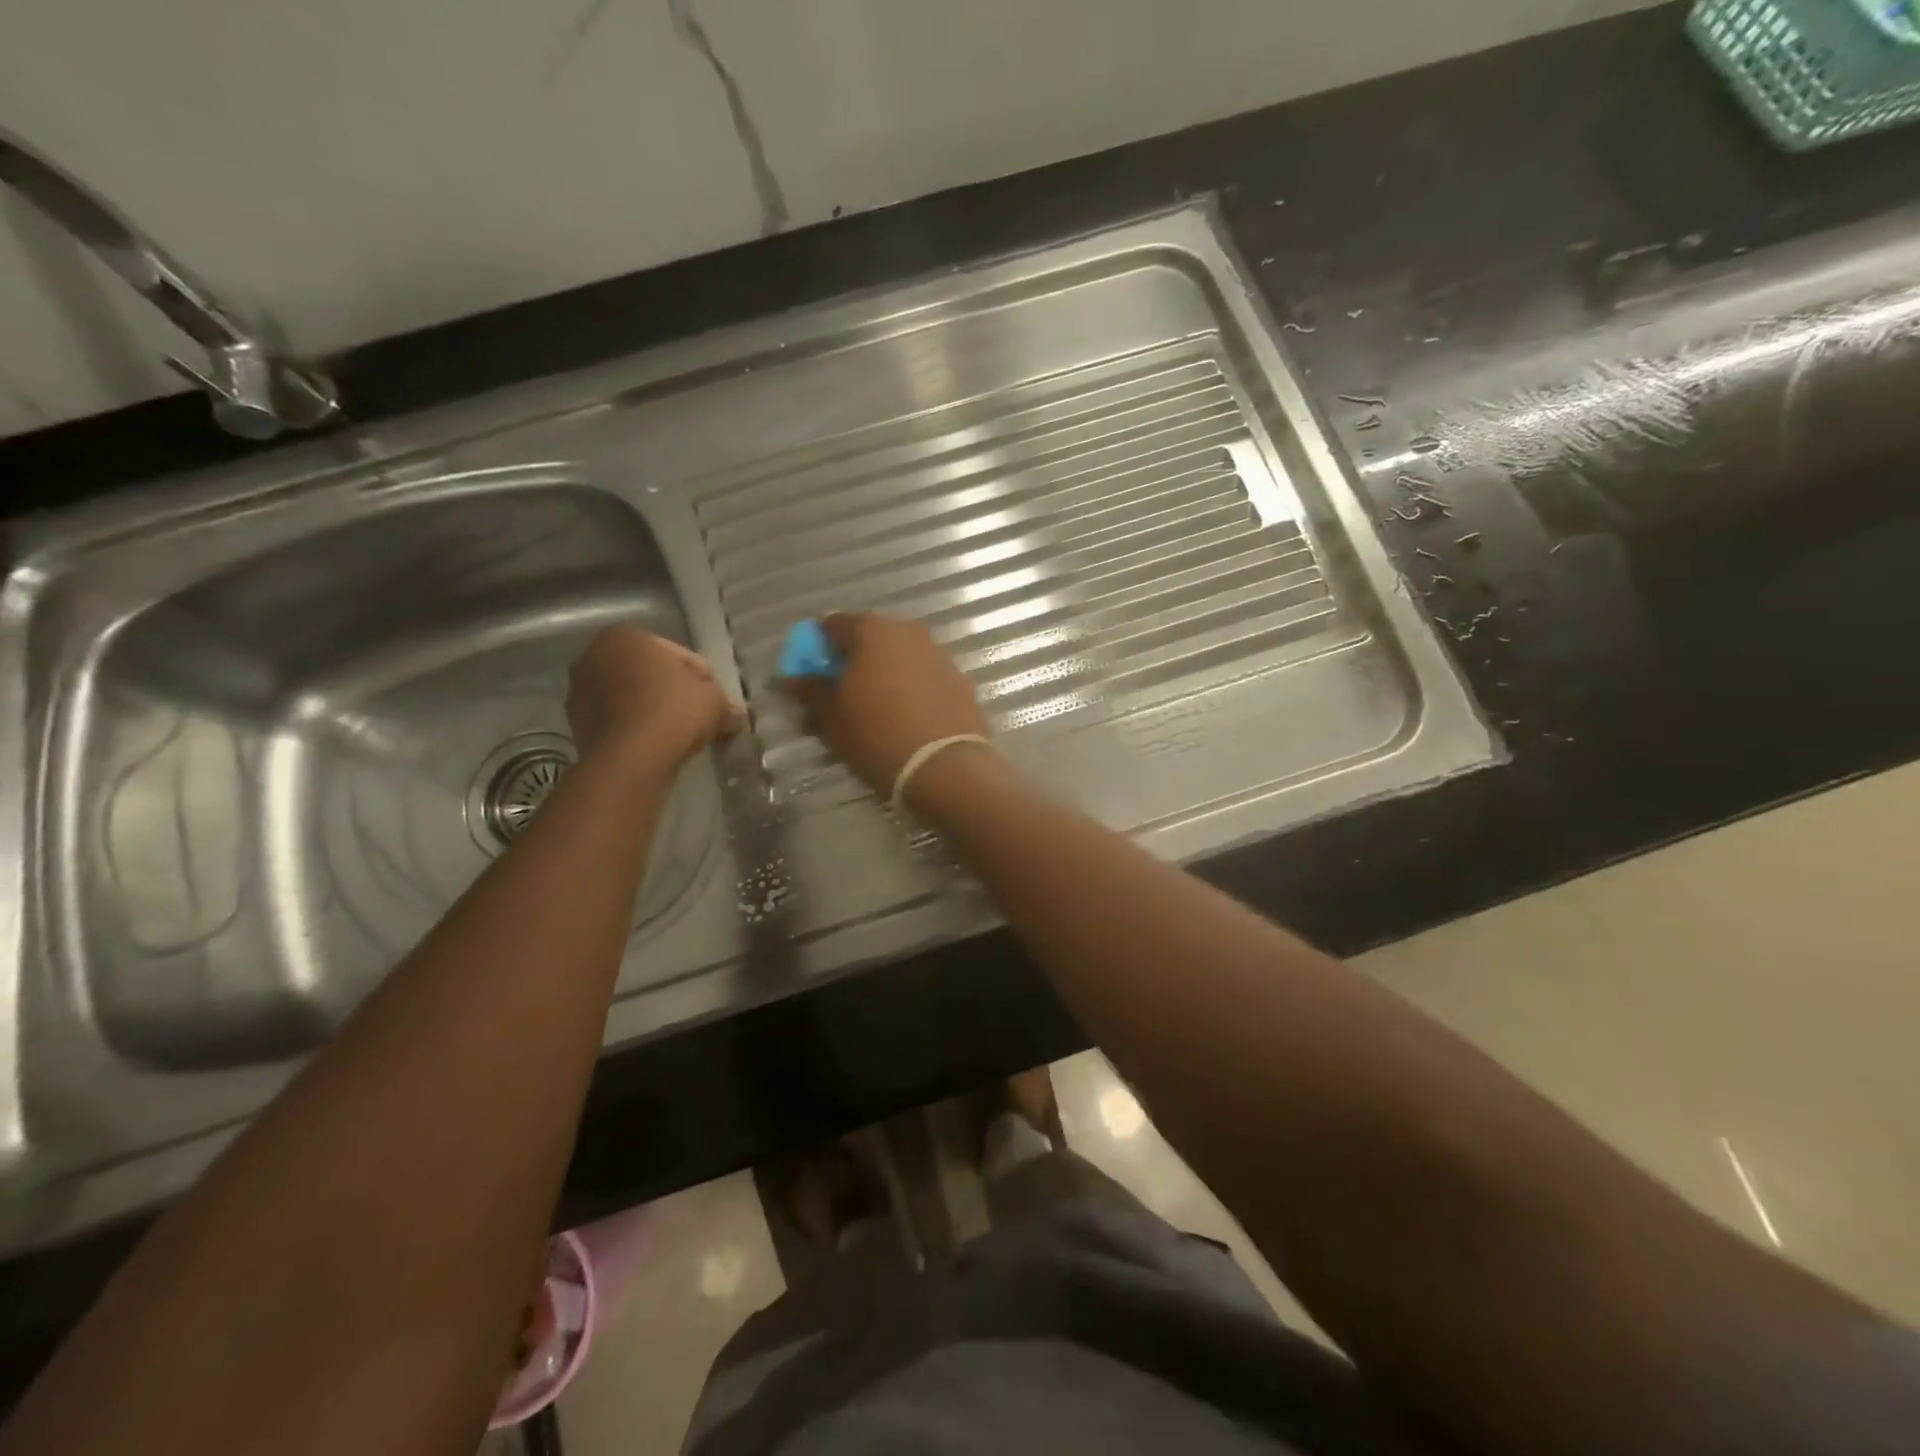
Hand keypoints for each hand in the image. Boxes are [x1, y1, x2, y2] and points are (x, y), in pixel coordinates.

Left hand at [566, 625, 741, 766]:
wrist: (632, 759)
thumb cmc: (674, 712)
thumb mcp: (715, 700)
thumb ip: (723, 701)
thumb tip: (734, 715)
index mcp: (625, 636)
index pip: (676, 653)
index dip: (702, 677)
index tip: (715, 699)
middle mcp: (593, 656)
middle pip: (648, 673)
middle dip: (672, 691)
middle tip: (698, 715)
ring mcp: (578, 692)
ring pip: (630, 697)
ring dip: (651, 711)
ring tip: (678, 735)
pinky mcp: (575, 725)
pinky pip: (617, 721)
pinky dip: (635, 728)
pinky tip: (657, 746)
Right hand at [778, 613, 990, 796]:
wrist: (945, 768)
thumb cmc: (877, 735)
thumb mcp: (831, 717)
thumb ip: (809, 690)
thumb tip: (789, 678)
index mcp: (872, 630)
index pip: (832, 626)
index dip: (815, 650)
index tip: (809, 678)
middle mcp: (908, 632)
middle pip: (869, 640)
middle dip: (851, 664)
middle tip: (838, 699)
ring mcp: (939, 655)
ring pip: (899, 660)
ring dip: (882, 678)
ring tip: (871, 715)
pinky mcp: (960, 682)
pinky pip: (923, 679)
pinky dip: (909, 692)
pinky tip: (903, 721)